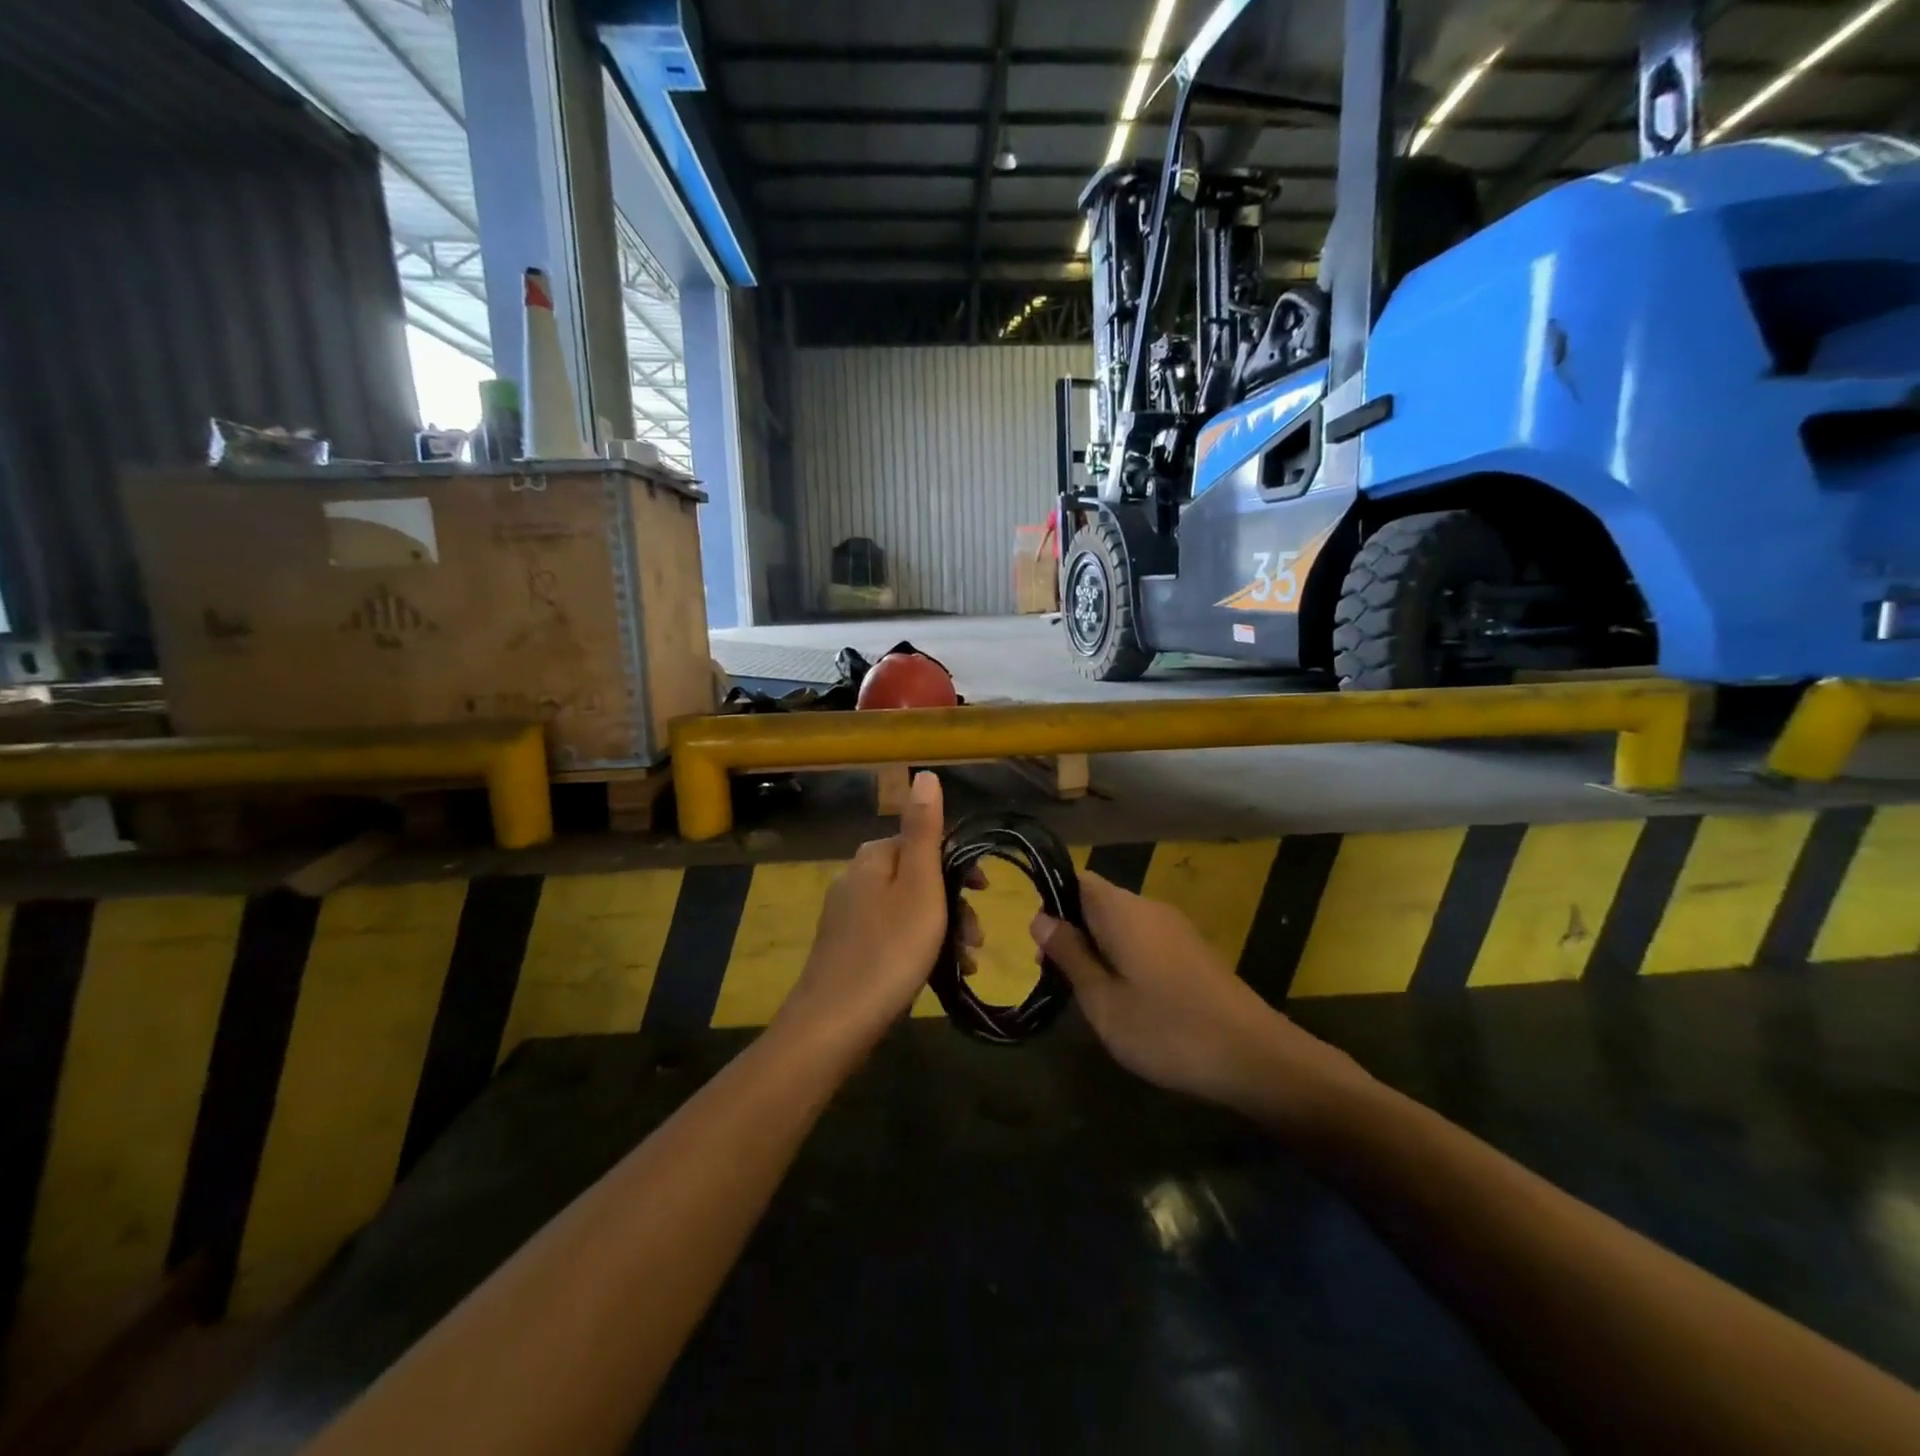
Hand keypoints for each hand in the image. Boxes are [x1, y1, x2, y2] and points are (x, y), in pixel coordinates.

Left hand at [780, 770, 953, 1045]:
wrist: (834, 1024)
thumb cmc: (889, 950)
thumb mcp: (919, 884)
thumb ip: (924, 830)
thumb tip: (925, 773)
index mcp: (872, 858)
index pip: (925, 842)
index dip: (962, 865)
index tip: (987, 894)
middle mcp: (855, 879)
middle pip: (918, 878)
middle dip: (955, 904)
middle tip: (977, 939)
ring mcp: (847, 916)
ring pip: (908, 910)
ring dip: (942, 930)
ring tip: (966, 963)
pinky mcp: (845, 950)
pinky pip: (892, 937)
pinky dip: (919, 949)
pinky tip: (937, 975)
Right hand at [1031, 871, 1368, 1118]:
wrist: (1255, 1058)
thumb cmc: (1167, 1030)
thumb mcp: (1103, 1001)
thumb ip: (1070, 956)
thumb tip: (1039, 918)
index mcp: (1121, 910)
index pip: (1077, 879)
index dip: (1052, 901)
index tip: (1038, 942)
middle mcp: (1148, 907)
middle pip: (1097, 900)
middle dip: (1072, 930)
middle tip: (1054, 976)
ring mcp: (1175, 928)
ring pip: (1121, 922)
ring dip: (1097, 947)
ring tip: (1086, 993)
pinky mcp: (1192, 951)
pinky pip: (1144, 939)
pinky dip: (1124, 957)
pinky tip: (1125, 998)